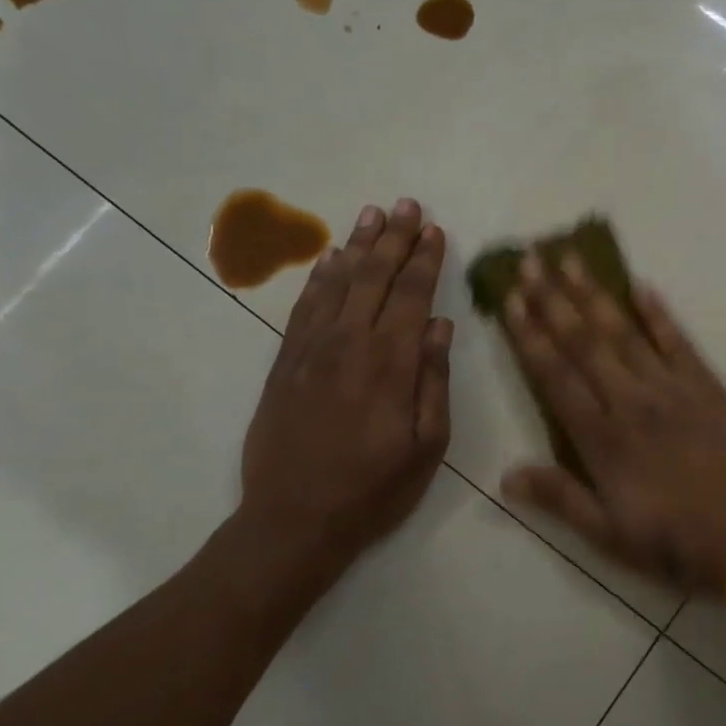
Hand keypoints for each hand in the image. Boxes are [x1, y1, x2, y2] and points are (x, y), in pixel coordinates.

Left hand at [237, 199, 452, 597]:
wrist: (293, 520)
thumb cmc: (373, 489)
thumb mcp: (426, 446)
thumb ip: (434, 381)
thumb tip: (441, 327)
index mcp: (391, 363)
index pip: (412, 296)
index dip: (425, 260)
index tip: (434, 230)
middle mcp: (350, 344)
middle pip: (375, 277)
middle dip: (394, 238)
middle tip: (407, 205)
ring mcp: (311, 350)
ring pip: (338, 283)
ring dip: (357, 246)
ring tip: (372, 215)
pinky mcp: (284, 363)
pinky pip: (304, 308)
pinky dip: (319, 278)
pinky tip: (329, 259)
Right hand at [499, 254, 725, 594]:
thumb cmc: (677, 543)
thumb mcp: (610, 536)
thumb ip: (560, 499)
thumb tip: (505, 474)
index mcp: (602, 439)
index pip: (555, 376)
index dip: (530, 336)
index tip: (511, 300)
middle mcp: (631, 401)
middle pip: (584, 342)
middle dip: (553, 299)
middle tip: (531, 261)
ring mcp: (671, 388)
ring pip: (624, 332)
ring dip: (594, 294)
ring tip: (572, 258)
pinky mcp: (707, 385)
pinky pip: (677, 340)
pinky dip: (658, 312)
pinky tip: (640, 285)